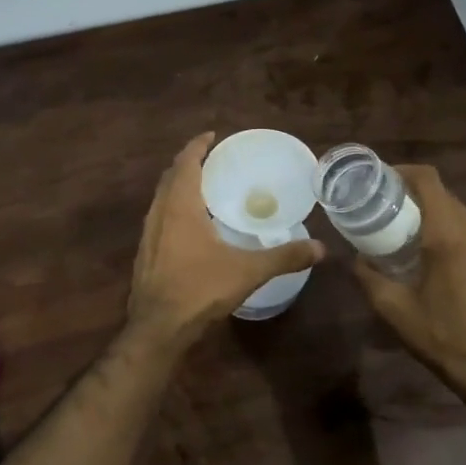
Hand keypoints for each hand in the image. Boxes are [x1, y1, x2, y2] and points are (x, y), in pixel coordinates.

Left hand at [127, 133, 323, 352]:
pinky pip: (158, 218)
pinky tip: (190, 226)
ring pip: (161, 198)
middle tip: (213, 160)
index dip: (197, 146)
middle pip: (170, 176)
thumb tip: (321, 248)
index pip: (186, 163)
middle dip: (189, 163)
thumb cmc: (200, 290)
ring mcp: (148, 234)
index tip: (212, 136)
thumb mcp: (247, 271)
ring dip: (178, 186)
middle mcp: (159, 213)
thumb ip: (284, 256)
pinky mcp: (144, 253)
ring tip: (203, 188)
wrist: (157, 328)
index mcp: (180, 206)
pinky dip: (173, 208)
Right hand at [352, 164, 465, 408]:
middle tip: (389, 208)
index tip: (382, 179)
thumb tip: (355, 257)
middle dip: (416, 195)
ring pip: (464, 215)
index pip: (429, 181)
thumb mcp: (392, 307)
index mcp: (449, 236)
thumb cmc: (439, 336)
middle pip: (446, 196)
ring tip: (412, 232)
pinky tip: (441, 259)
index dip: (404, 171)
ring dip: (437, 215)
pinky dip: (456, 235)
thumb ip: (368, 275)